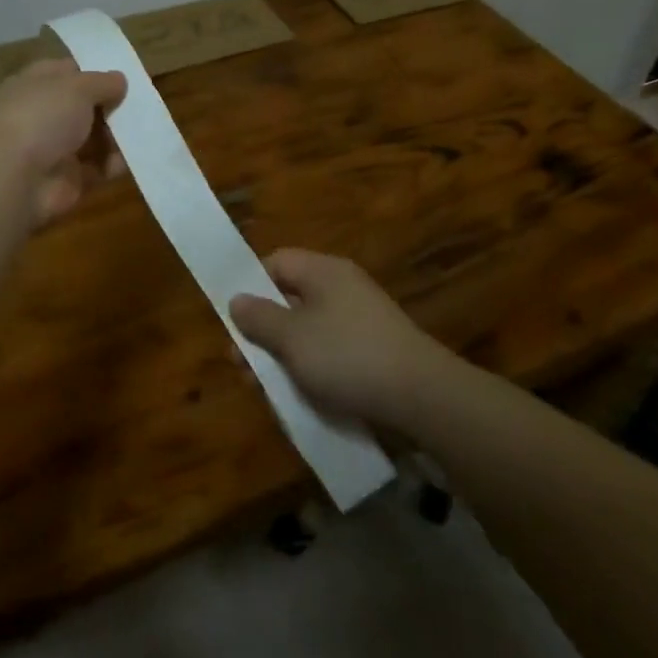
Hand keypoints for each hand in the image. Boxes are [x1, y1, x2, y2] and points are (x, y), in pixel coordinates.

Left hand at [0, 59, 126, 226]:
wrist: (14, 179)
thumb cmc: (41, 118)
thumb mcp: (77, 87)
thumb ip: (102, 82)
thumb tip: (119, 80)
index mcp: (33, 85)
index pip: (66, 72)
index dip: (93, 71)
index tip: (122, 76)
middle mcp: (41, 115)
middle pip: (83, 106)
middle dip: (111, 106)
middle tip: (139, 106)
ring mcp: (52, 148)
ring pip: (93, 137)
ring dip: (116, 136)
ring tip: (141, 133)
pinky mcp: (66, 179)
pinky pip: (97, 167)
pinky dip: (114, 164)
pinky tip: (129, 160)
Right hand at [229, 249, 447, 425]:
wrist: (422, 396)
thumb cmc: (347, 356)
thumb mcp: (292, 338)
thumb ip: (259, 318)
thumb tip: (237, 299)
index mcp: (323, 271)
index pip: (276, 262)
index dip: (250, 285)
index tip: (235, 320)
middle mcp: (342, 287)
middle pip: (290, 298)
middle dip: (263, 331)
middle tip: (242, 367)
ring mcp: (361, 318)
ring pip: (309, 330)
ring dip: (284, 356)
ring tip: (268, 390)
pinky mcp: (375, 349)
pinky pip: (331, 351)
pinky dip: (312, 369)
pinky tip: (303, 396)